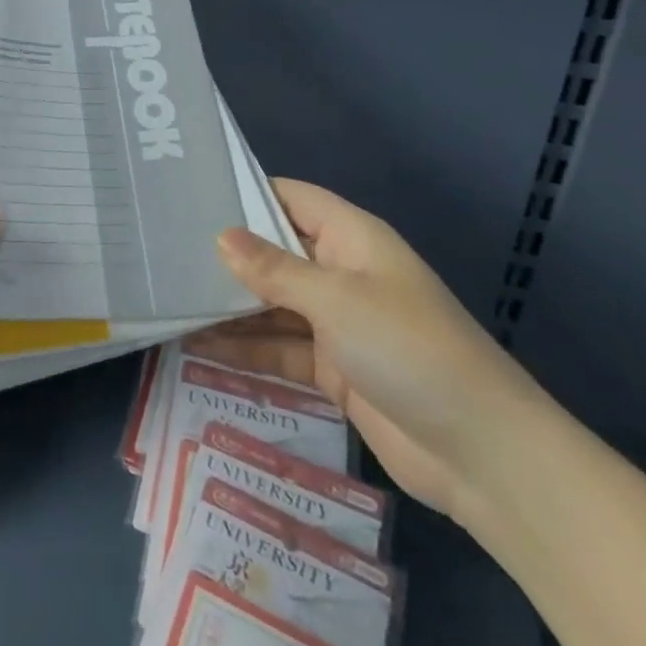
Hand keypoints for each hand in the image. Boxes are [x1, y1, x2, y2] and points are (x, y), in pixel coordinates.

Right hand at [189, 180, 542, 523]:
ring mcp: (338, 324)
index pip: (291, 198)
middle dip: (228, 255)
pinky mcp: (334, 369)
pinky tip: (199, 349)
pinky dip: (246, 350)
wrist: (481, 453)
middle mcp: (342, 273)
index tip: (191, 193)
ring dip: (230, 307)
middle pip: (276, 253)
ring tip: (170, 300)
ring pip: (273, 305)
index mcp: (352, 239)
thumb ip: (275, 270)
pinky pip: (280, 350)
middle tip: (164, 251)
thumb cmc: (408, 348)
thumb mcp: (336, 300)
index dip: (247, 192)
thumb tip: (222, 236)